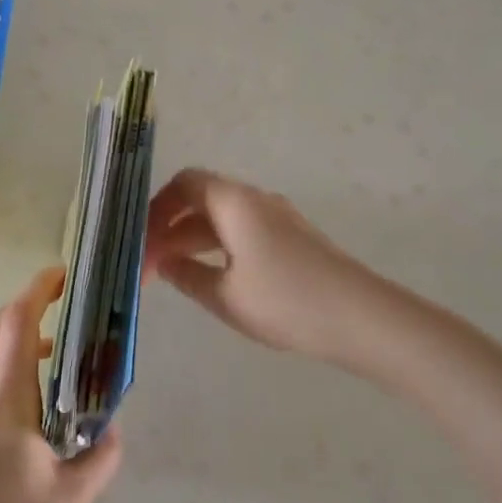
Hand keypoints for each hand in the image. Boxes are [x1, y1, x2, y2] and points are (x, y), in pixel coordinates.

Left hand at [0, 267, 121, 502]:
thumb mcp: (70, 499)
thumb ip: (100, 458)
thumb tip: (112, 430)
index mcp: (5, 398)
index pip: (17, 322)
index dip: (37, 290)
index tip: (60, 276)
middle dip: (29, 312)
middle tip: (63, 316)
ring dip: (17, 352)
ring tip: (51, 374)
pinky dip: (1, 382)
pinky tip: (19, 423)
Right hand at [144, 168, 370, 362]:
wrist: (362, 318)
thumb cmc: (286, 302)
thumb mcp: (224, 296)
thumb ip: (186, 275)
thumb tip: (163, 263)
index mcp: (234, 203)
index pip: (184, 184)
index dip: (155, 208)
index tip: (139, 240)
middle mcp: (255, 200)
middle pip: (200, 200)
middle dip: (168, 228)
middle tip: (148, 266)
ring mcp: (276, 218)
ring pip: (220, 219)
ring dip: (191, 240)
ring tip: (170, 275)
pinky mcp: (291, 239)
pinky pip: (240, 232)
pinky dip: (215, 247)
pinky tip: (208, 276)